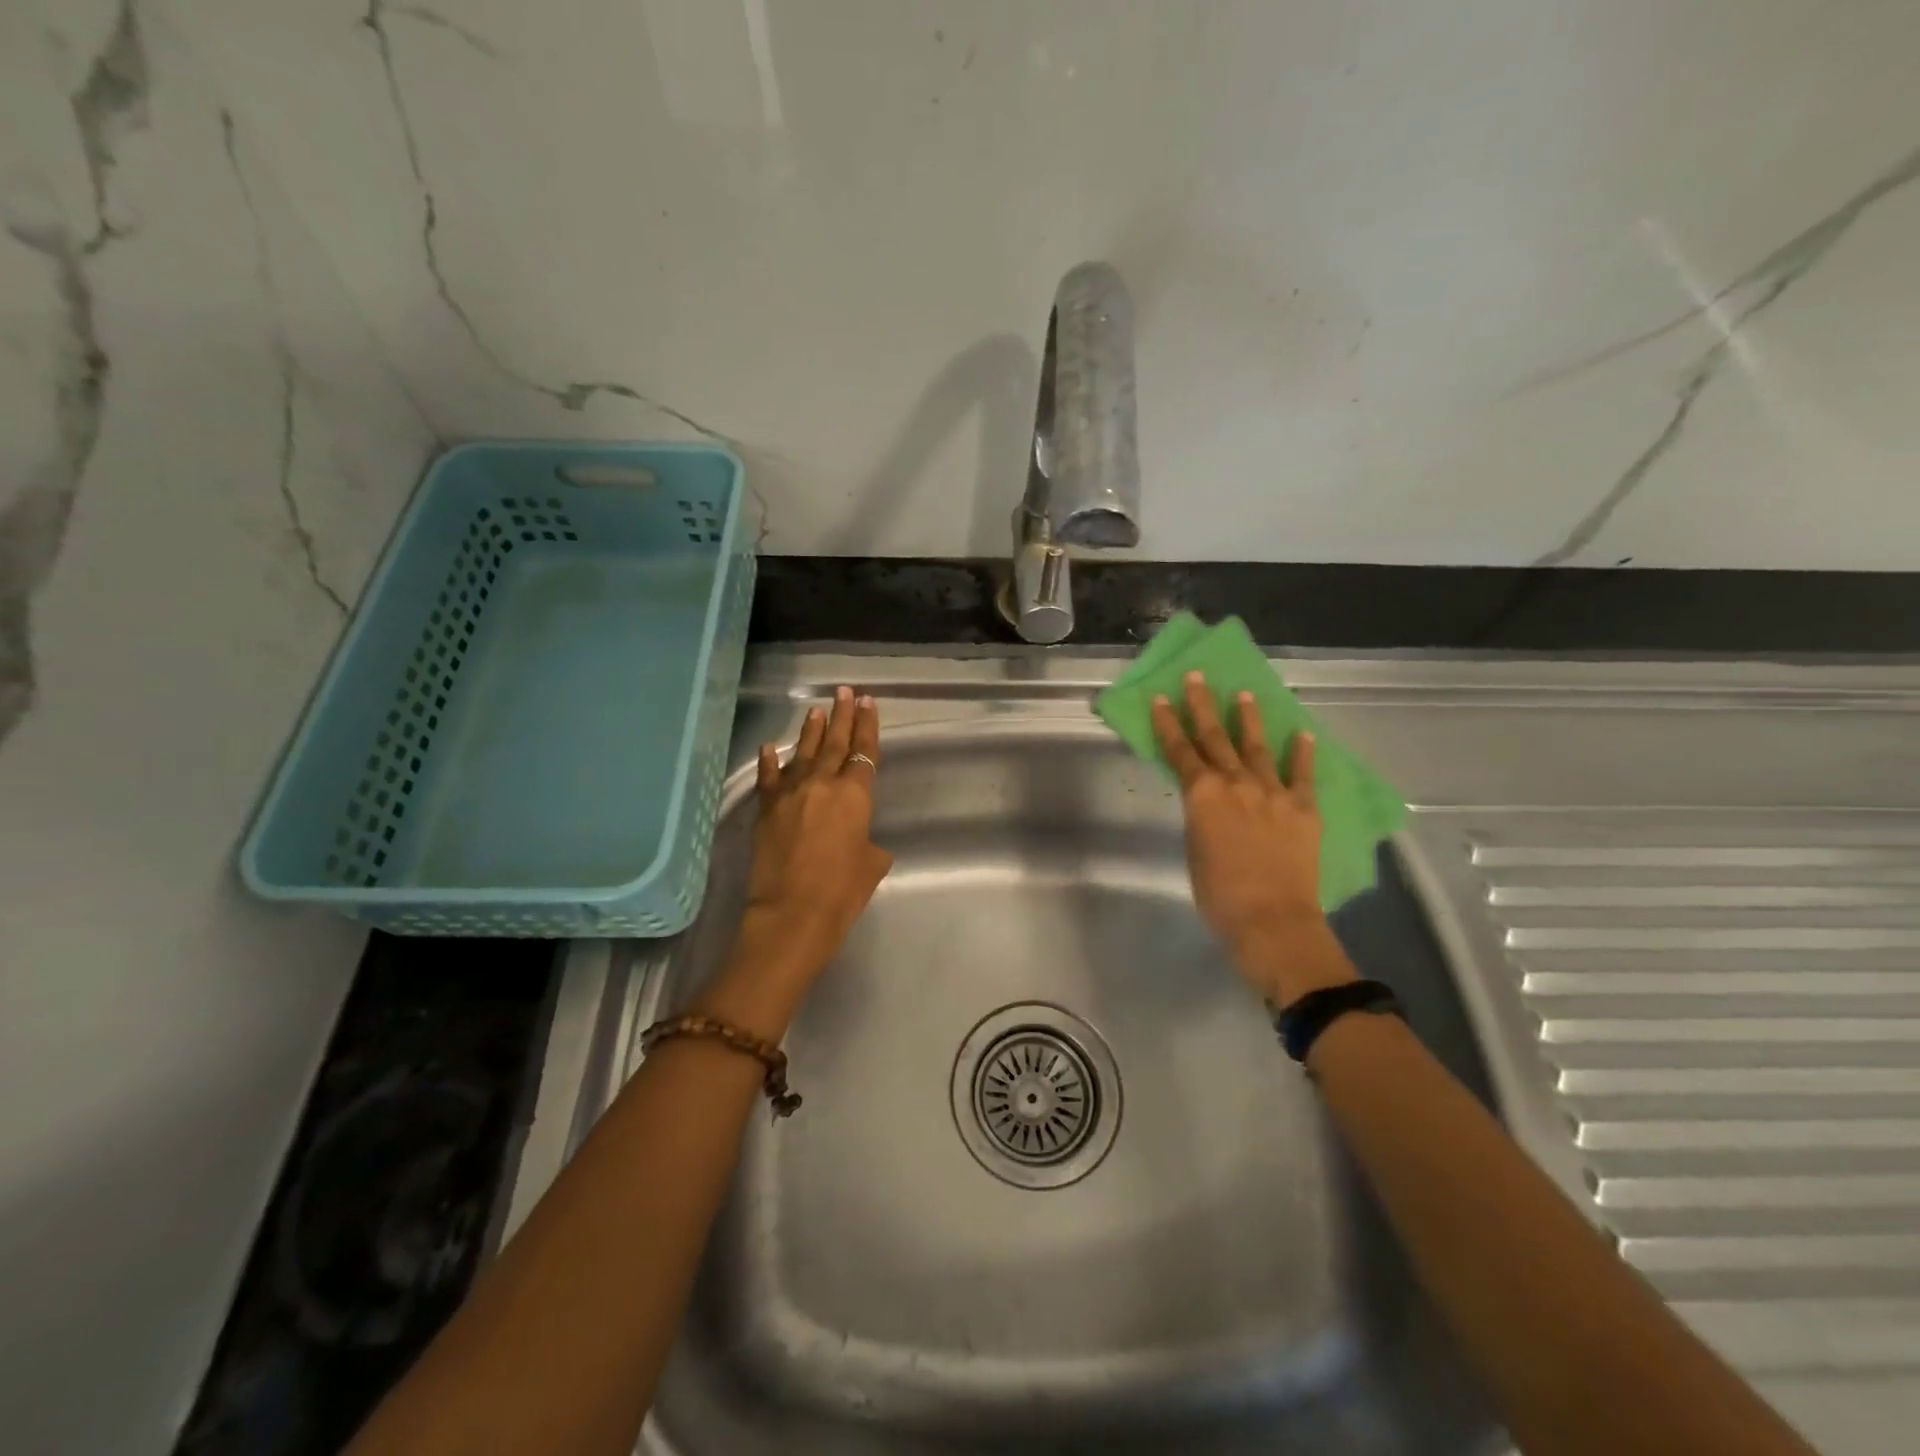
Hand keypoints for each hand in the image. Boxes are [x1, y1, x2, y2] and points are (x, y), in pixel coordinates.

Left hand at [731, 686, 892, 992]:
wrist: (791, 914)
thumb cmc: (842, 892)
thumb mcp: (871, 865)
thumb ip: (868, 843)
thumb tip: (860, 841)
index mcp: (855, 796)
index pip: (864, 752)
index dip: (867, 726)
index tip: (868, 702)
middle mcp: (822, 785)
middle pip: (835, 743)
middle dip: (842, 715)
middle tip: (845, 692)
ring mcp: (790, 795)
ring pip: (803, 754)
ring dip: (811, 731)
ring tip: (816, 709)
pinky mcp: (766, 810)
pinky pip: (769, 779)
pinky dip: (770, 762)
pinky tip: (770, 747)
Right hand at [1151, 671, 1353, 1004]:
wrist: (1271, 920)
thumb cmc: (1219, 894)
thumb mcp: (1194, 849)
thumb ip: (1200, 816)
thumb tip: (1206, 802)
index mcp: (1203, 795)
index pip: (1180, 751)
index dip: (1168, 724)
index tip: (1161, 698)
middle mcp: (1237, 784)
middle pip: (1215, 738)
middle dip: (1203, 706)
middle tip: (1197, 677)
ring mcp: (1273, 793)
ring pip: (1257, 748)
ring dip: (1249, 720)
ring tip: (1245, 694)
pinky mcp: (1303, 809)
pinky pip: (1302, 776)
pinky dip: (1302, 754)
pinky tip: (1302, 734)